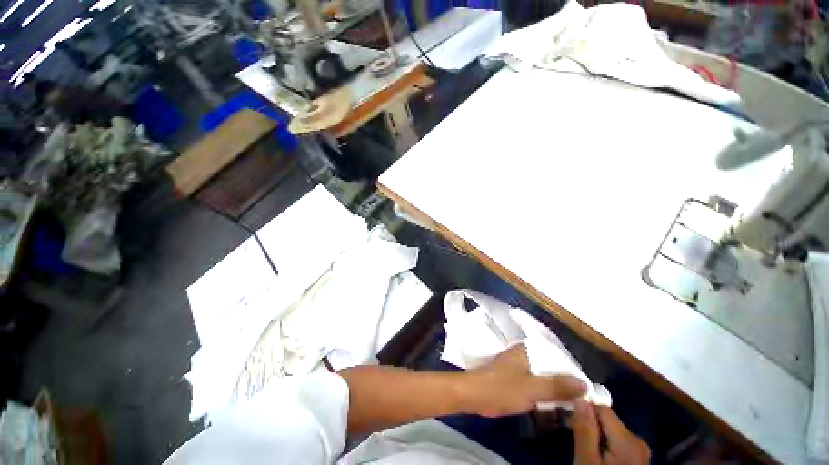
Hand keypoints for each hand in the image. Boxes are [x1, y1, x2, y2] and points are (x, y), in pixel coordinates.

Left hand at [463, 344, 586, 417]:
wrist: (475, 396)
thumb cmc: (503, 387)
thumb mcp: (533, 388)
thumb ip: (557, 386)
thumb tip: (584, 384)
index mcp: (526, 351)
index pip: (554, 354)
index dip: (570, 368)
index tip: (585, 383)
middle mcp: (522, 356)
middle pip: (548, 366)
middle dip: (563, 380)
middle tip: (582, 396)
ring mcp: (516, 368)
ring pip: (541, 376)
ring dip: (554, 388)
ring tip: (572, 402)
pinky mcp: (512, 380)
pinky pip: (533, 385)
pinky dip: (543, 393)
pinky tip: (553, 404)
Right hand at [573, 400, 649, 464]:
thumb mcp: (587, 461)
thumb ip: (585, 430)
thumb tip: (580, 399)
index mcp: (629, 440)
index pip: (602, 409)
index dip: (584, 412)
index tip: (569, 424)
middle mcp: (638, 441)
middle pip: (607, 420)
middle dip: (589, 426)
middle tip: (576, 441)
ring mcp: (639, 452)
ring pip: (610, 431)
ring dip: (595, 436)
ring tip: (585, 451)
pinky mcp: (636, 459)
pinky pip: (616, 442)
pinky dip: (604, 446)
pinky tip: (597, 458)